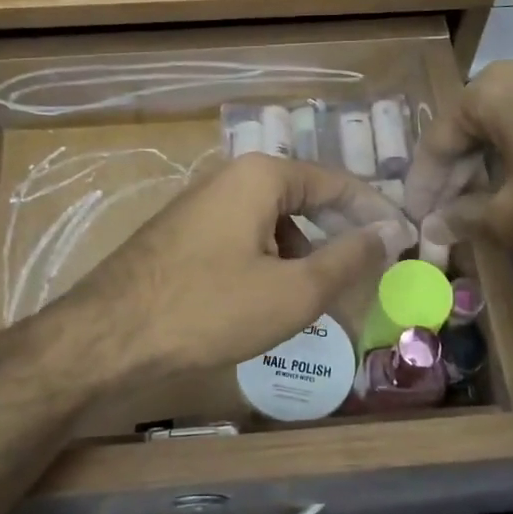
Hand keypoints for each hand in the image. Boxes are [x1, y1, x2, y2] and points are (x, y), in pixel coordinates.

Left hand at [54, 155, 413, 381]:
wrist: (108, 337)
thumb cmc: (209, 308)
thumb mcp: (293, 290)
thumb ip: (348, 258)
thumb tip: (390, 232)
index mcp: (261, 176)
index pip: (336, 182)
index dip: (374, 211)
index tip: (404, 239)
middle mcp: (231, 178)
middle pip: (303, 201)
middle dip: (337, 238)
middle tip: (367, 276)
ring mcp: (202, 205)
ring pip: (272, 225)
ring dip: (302, 257)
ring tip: (319, 300)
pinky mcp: (184, 235)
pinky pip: (243, 240)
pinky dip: (268, 266)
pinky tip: (270, 303)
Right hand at [404, 53, 512, 258]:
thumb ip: (464, 219)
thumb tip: (434, 225)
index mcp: (493, 90)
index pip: (440, 140)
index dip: (423, 184)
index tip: (416, 216)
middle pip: (476, 126)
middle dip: (459, 173)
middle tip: (449, 212)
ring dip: (495, 161)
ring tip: (491, 201)